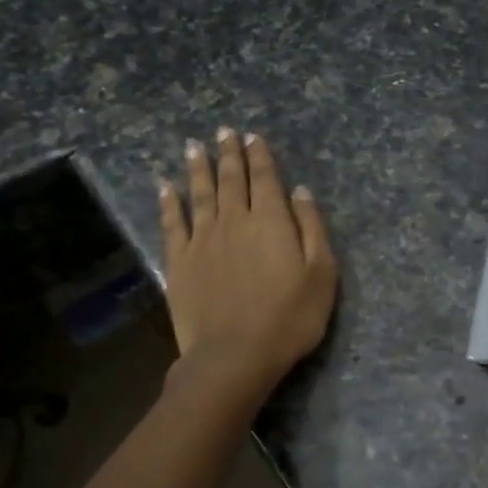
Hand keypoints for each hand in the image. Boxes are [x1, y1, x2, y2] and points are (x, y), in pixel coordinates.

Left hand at [159, 129, 337, 398]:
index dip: (260, 156)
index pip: (266, 179)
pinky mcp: (179, 261)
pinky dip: (169, 202)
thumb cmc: (289, 318)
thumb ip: (312, 228)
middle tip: (224, 131)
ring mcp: (203, 240)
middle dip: (229, 153)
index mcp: (271, 221)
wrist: (234, 355)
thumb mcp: (321, 274)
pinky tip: (165, 187)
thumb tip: (300, 191)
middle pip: (232, 179)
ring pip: (200, 194)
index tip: (252, 136)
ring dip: (198, 168)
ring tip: (194, 147)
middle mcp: (235, 220)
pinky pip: (172, 223)